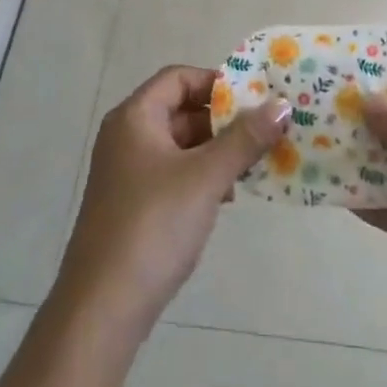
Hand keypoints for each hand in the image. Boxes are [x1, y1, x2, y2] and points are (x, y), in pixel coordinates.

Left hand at [54, 65, 287, 339]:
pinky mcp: (131, 204)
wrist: (102, 308)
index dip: (216, 82)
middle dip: (222, 120)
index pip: (178, 78)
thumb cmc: (153, 226)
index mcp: (135, 117)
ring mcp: (126, 172)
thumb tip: (283, 104)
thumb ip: (244, 140)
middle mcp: (126, 136)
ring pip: (178, 145)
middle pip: (179, 109)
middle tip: (263, 131)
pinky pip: (172, 173)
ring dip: (215, 150)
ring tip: (252, 165)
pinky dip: (200, 176)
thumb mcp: (205, 178)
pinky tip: (226, 197)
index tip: (254, 98)